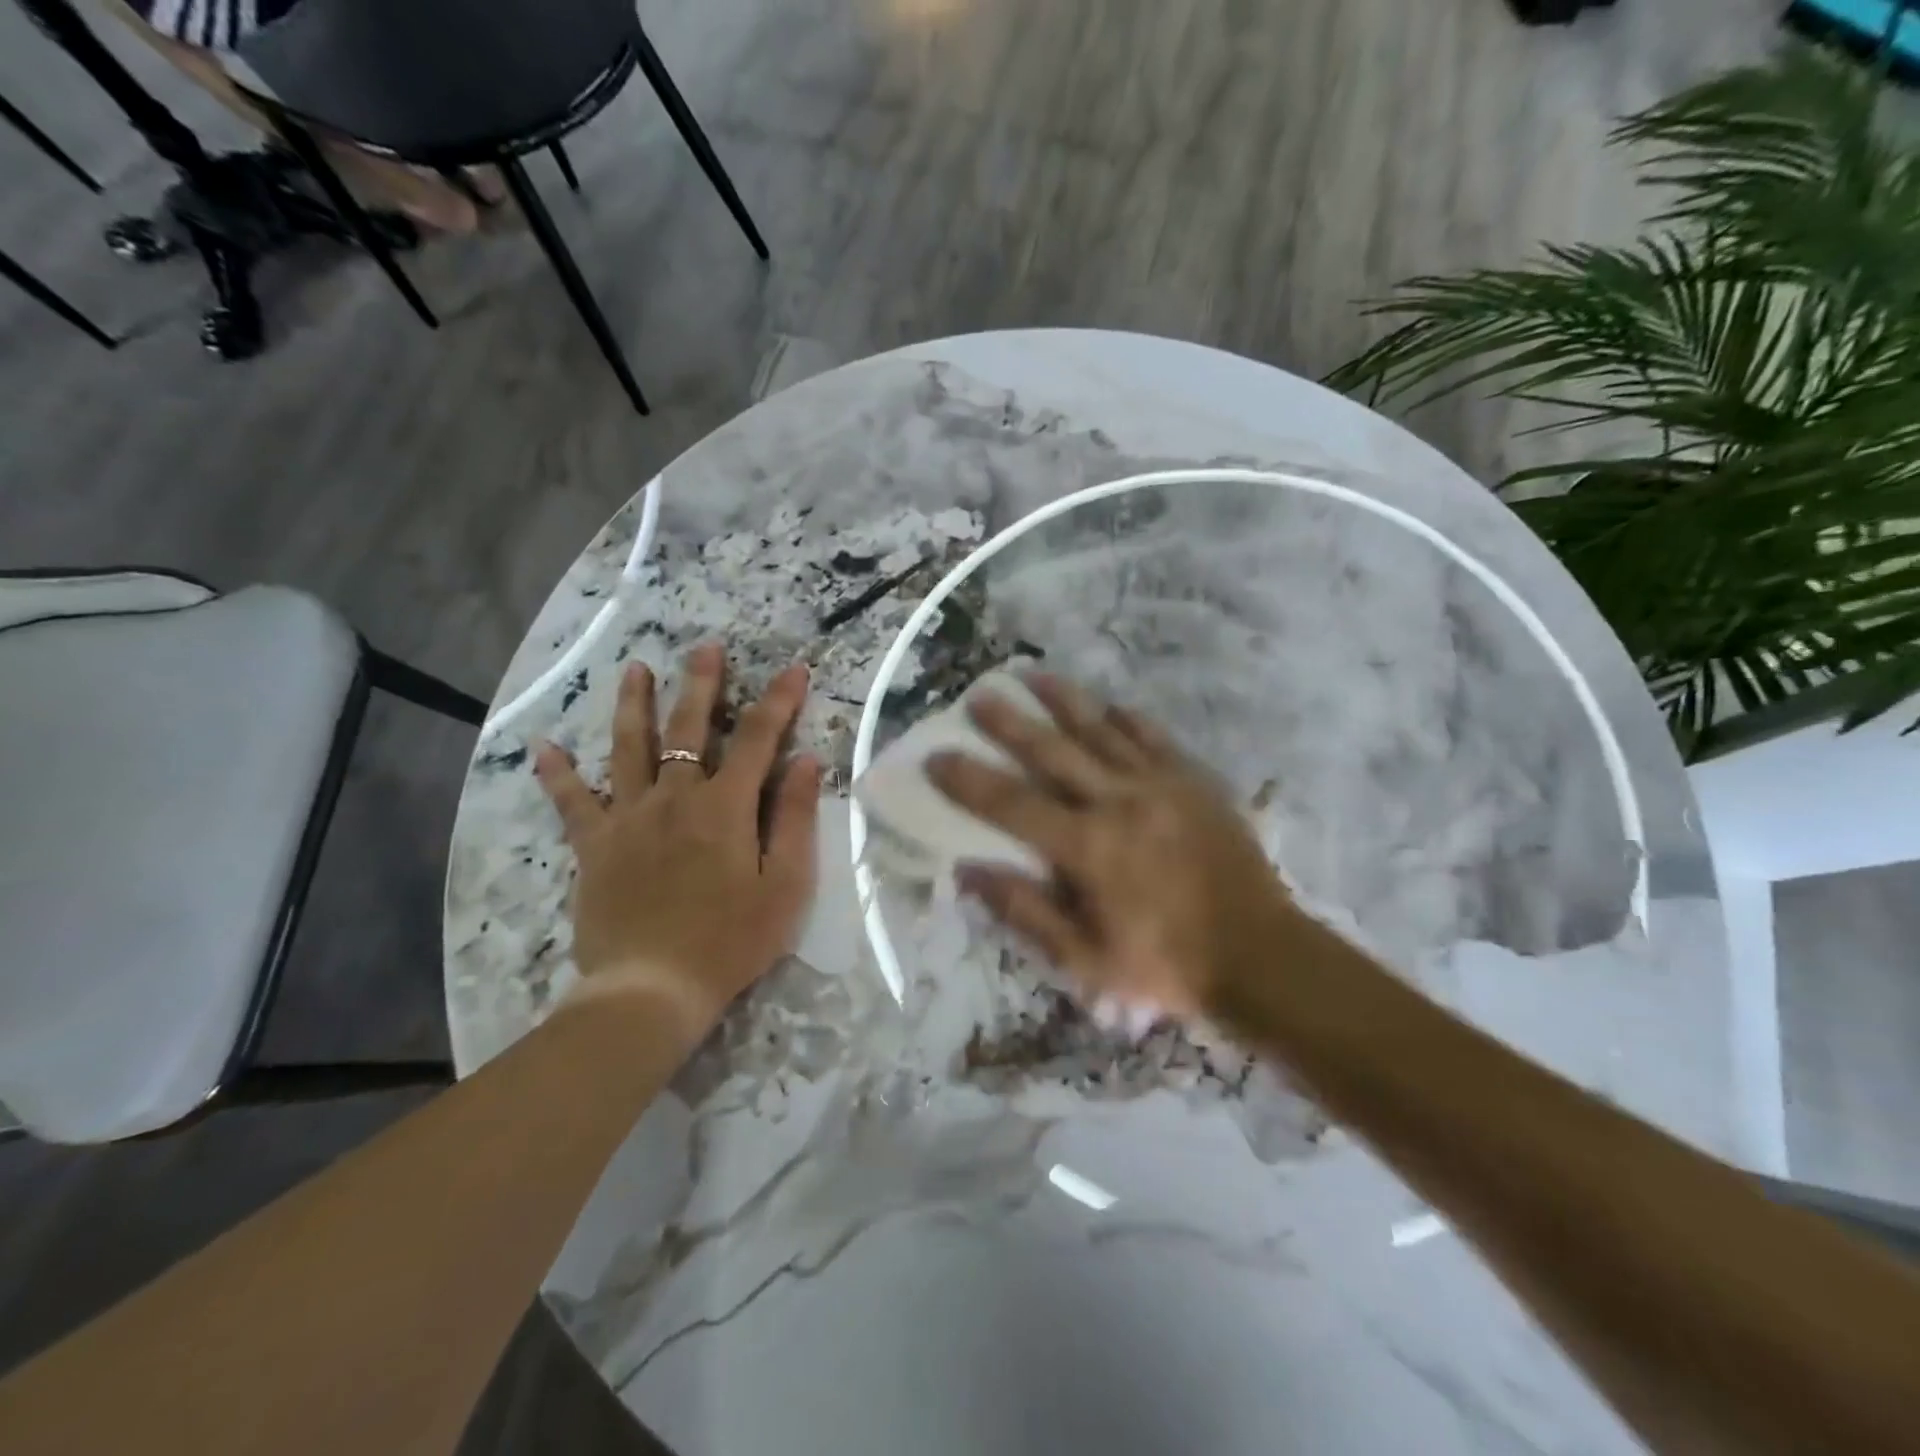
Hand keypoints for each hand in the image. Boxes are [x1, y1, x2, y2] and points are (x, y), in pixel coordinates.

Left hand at [535, 643, 820, 1045]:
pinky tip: (543, 747)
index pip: (758, 738)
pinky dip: (557, 774)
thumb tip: (805, 760)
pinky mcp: (594, 846)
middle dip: (701, 684)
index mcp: (725, 806)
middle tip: (705, 647)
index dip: (779, 701)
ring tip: (633, 669)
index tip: (794, 669)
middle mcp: (675, 797)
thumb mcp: (785, 885)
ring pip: (628, 748)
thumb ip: (795, 818)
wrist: (652, 988)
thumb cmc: (731, 940)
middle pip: (688, 728)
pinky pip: (571, 803)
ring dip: (633, 705)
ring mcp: (628, 818)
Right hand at [926, 675, 1298, 1020]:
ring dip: (1064, 701)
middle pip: (1053, 752)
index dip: (969, 780)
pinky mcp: (1194, 781)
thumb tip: (969, 870)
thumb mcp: (1085, 959)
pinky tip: (1111, 706)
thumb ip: (1026, 911)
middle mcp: (1119, 801)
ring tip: (1035, 675)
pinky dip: (1128, 720)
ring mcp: (1161, 784)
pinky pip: (1154, 738)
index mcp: (1088, 847)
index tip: (937, 757)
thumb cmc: (1166, 965)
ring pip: (1102, 731)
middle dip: (1010, 723)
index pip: (1011, 804)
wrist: (1261, 955)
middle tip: (979, 696)